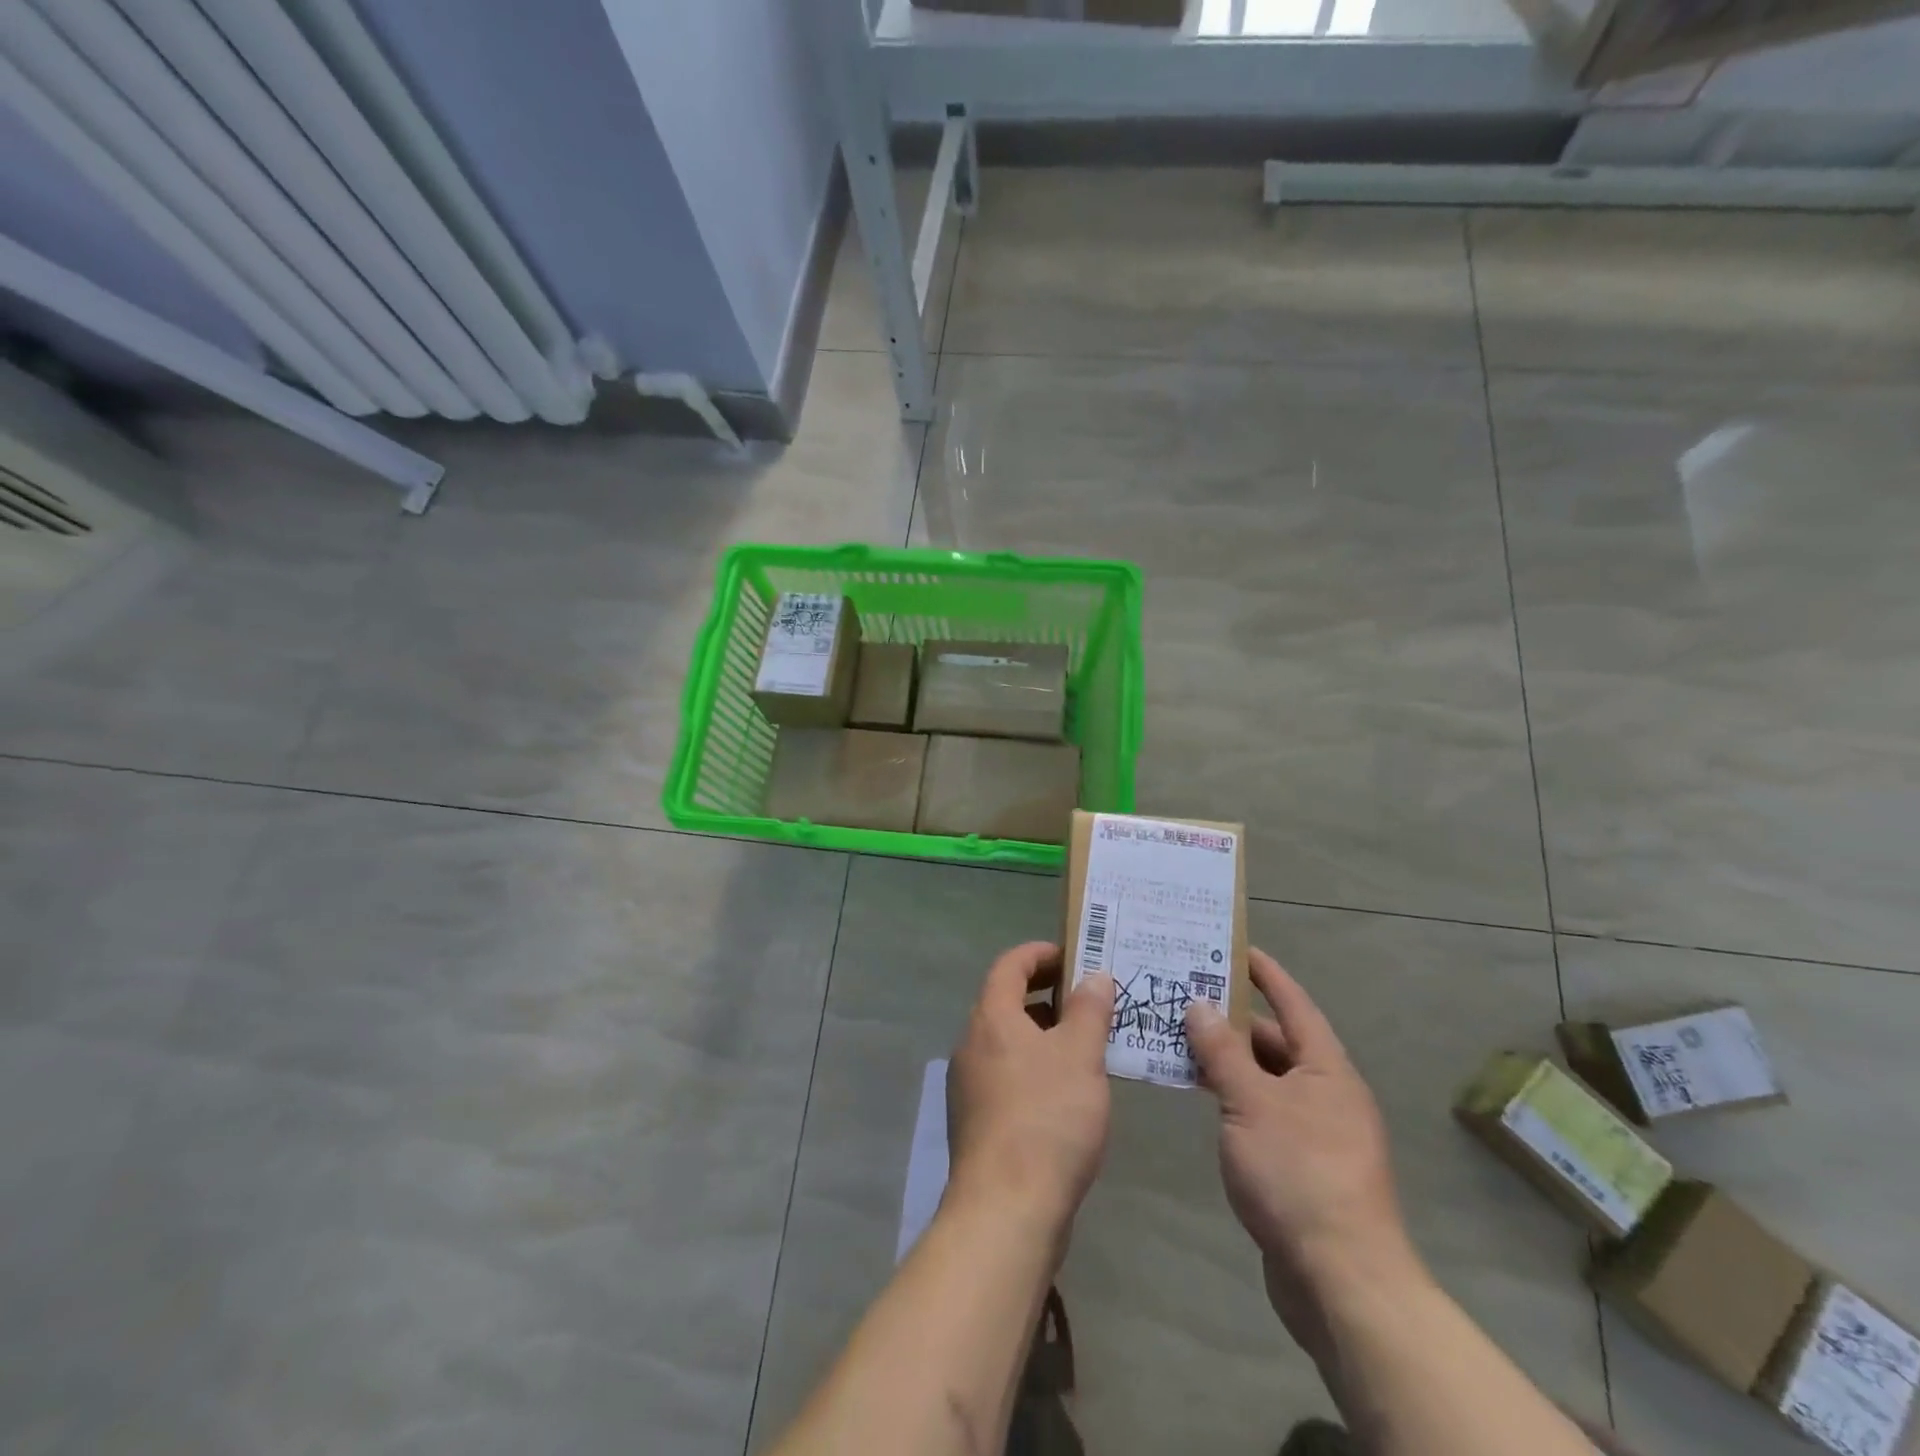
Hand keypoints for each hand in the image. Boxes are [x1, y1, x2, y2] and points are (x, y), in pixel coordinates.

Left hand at [946, 943, 1115, 1239]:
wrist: (1006, 1209)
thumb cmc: (1047, 1118)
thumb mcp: (1080, 1056)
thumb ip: (1089, 1010)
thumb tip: (1094, 976)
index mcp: (991, 1018)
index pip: (1010, 965)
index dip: (1040, 954)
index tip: (1074, 956)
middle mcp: (971, 1043)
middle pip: (1006, 1001)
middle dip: (1047, 995)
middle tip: (1090, 1000)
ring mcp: (969, 1085)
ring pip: (1008, 1042)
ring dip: (1043, 1034)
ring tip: (1087, 1045)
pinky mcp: (977, 1121)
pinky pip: (1007, 1074)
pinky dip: (1035, 1067)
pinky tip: (1067, 1092)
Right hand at [1185, 950, 1424, 1359]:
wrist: (1341, 1280)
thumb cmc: (1298, 1174)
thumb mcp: (1251, 1103)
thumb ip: (1222, 1052)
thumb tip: (1200, 1004)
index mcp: (1326, 1069)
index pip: (1294, 1004)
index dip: (1266, 974)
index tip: (1236, 948)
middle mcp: (1326, 1093)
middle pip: (1276, 1041)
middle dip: (1232, 1019)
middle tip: (1184, 995)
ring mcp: (1314, 1131)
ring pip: (1265, 1078)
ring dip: (1227, 1059)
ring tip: (1178, 1037)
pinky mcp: (1300, 1165)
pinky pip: (1260, 1111)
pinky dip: (1231, 1095)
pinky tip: (1198, 1094)